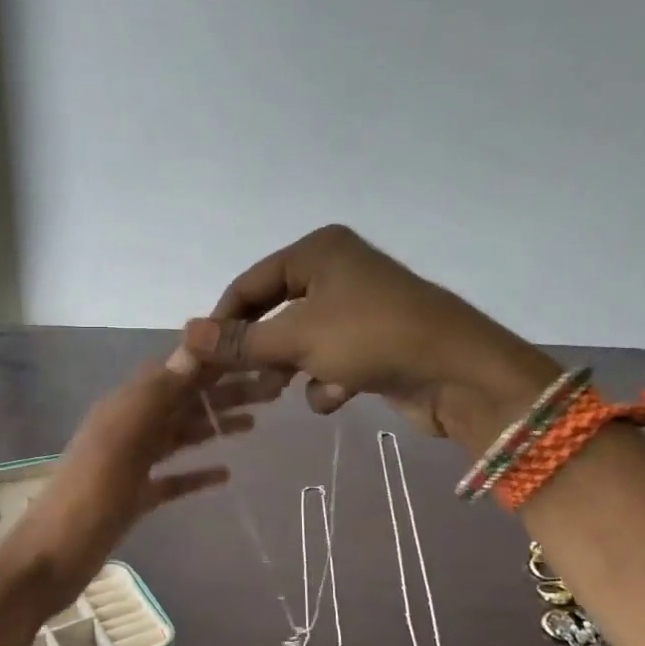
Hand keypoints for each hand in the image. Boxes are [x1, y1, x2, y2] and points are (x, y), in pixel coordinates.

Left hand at [0, 353, 285, 609]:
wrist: (51, 559)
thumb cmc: (88, 498)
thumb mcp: (122, 440)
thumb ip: (157, 395)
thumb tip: (194, 345)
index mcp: (124, 408)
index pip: (176, 372)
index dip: (213, 362)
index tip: (254, 352)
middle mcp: (129, 429)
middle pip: (183, 403)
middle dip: (224, 394)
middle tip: (272, 390)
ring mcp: (131, 465)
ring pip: (180, 437)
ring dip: (215, 427)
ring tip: (255, 423)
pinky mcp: (134, 498)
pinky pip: (171, 479)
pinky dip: (196, 473)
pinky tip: (224, 474)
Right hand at [182, 225, 558, 441]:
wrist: (459, 373)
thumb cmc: (371, 337)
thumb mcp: (297, 338)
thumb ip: (240, 341)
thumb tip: (184, 335)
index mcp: (318, 252)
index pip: (248, 285)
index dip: (222, 322)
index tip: (200, 360)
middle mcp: (337, 272)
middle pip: (274, 314)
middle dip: (260, 351)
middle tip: (239, 380)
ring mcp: (359, 309)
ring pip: (301, 341)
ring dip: (292, 368)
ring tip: (283, 390)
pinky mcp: (375, 343)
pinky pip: (331, 360)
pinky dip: (329, 381)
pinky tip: (340, 393)